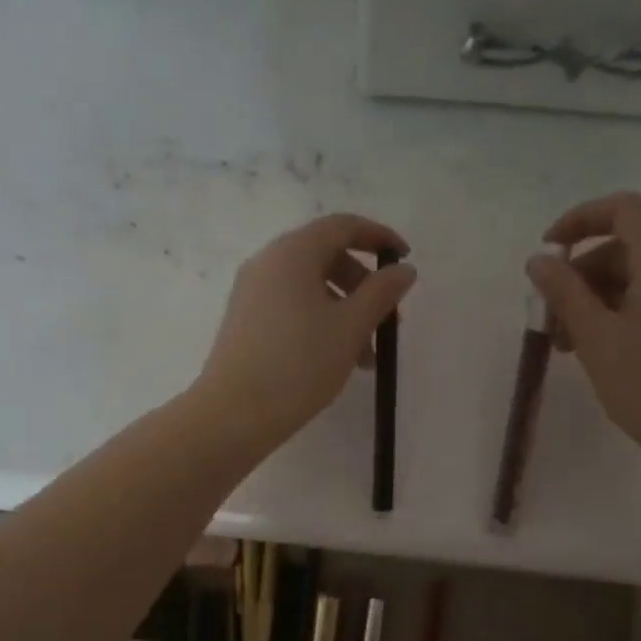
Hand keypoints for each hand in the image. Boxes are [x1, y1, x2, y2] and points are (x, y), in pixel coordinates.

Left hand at [195, 214, 417, 447]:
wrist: (233, 414)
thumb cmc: (299, 364)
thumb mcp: (351, 327)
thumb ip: (382, 293)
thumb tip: (403, 269)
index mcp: (292, 253)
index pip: (342, 226)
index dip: (379, 237)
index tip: (406, 259)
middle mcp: (268, 263)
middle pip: (326, 256)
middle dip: (364, 285)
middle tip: (388, 321)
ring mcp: (252, 292)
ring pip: (311, 287)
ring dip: (346, 311)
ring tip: (366, 357)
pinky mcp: (245, 320)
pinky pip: (291, 306)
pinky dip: (320, 322)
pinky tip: (336, 359)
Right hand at [526, 193, 640, 480]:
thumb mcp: (597, 340)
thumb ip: (565, 294)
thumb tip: (539, 260)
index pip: (624, 210)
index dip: (580, 219)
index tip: (547, 252)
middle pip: (624, 248)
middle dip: (579, 274)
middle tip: (549, 321)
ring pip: (634, 282)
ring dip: (592, 301)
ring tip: (565, 346)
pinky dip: (615, 318)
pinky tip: (597, 355)